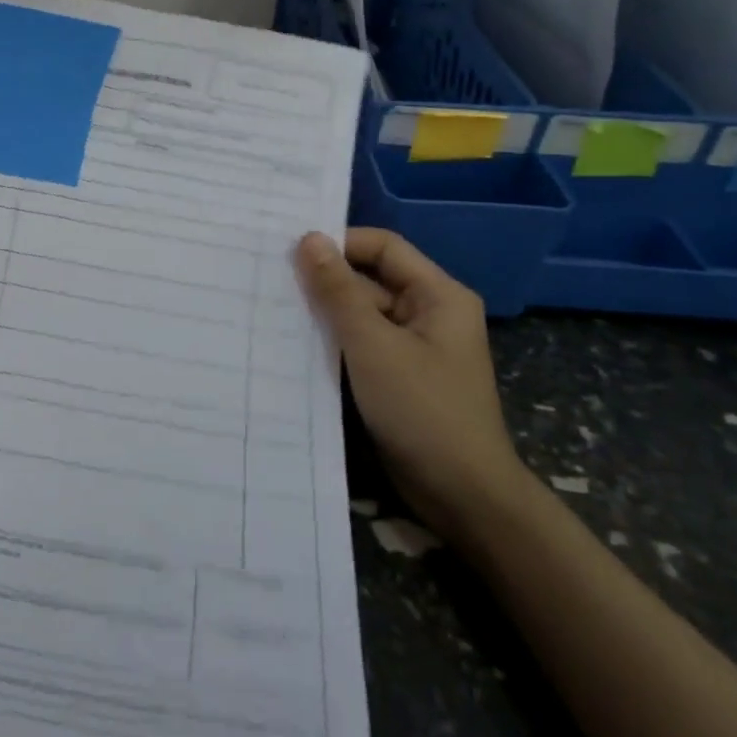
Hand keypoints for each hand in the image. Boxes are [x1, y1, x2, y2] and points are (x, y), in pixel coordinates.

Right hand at [295, 228, 531, 546]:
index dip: (340, 244)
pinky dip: (333, 341)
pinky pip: (361, 343)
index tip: (291, 253)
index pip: (382, 247)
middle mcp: (428, 312)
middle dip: (326, 280)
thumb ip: (338, 291)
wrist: (464, 498)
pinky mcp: (398, 375)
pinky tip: (295, 343)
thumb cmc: (423, 411)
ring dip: (325, 312)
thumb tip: (309, 239)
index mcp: (438, 295)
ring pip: (361, 313)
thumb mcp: (373, 345)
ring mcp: (413, 346)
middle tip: (272, 281)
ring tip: (274, 308)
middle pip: (370, 278)